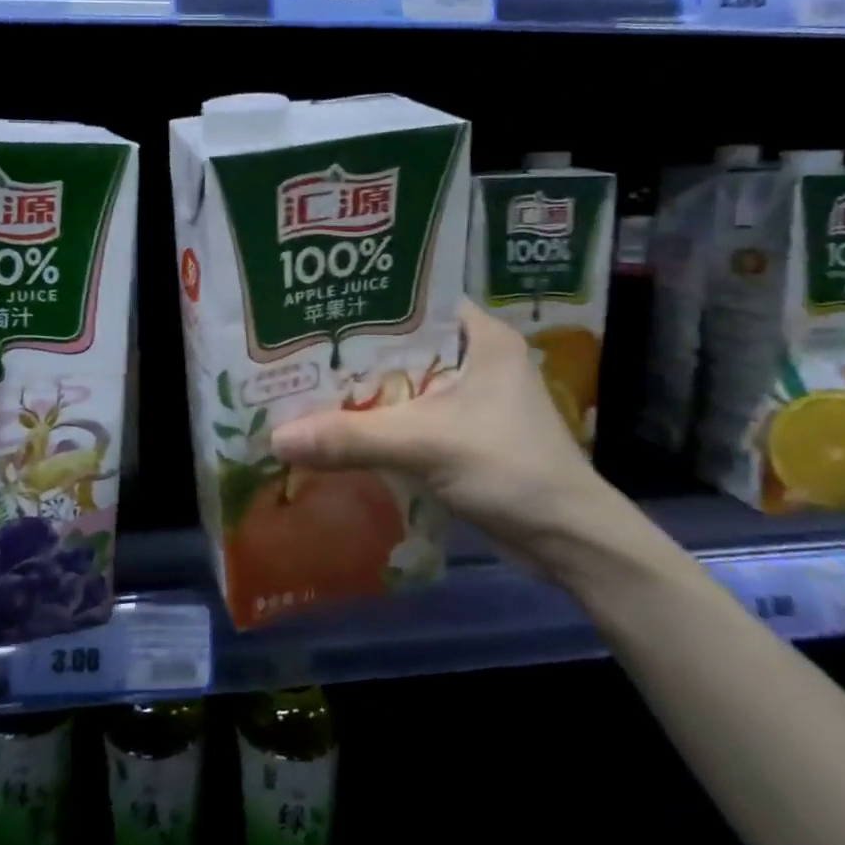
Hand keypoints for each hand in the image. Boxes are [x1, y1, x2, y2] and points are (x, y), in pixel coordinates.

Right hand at [270, 299, 643, 578]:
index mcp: (481, 337)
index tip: (311, 307)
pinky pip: (405, 418)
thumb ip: (352, 438)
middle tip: (292, 350)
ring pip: (400, 385)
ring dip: (360, 393)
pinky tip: (332, 427)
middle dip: (350, 354)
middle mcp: (475, 359)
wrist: (568, 542)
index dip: (362, 304)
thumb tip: (276, 437)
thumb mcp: (427, 445)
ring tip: (300, 386)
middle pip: (399, 346)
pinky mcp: (460, 435)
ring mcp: (469, 399)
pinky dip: (374, 423)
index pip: (411, 302)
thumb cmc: (511, 469)